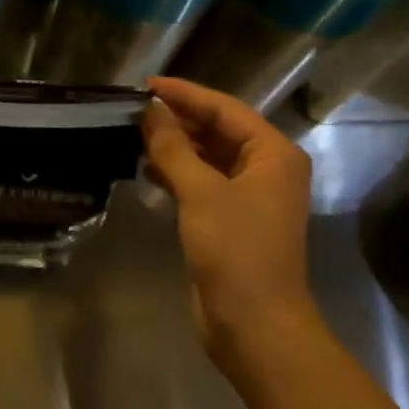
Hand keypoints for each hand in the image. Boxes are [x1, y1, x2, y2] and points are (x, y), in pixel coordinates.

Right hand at [142, 77, 314, 358]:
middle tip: (135, 109)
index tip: (146, 84)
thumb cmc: (236, 251)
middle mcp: (266, 169)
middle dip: (179, 119)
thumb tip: (151, 110)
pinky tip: (147, 168)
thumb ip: (174, 147)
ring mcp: (249, 196)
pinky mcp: (230, 220)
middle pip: (218, 130)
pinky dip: (177, 173)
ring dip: (175, 146)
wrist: (254, 324)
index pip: (225, 109)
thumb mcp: (201, 192)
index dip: (185, 94)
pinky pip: (202, 183)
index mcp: (273, 154)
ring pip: (208, 157)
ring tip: (135, 133)